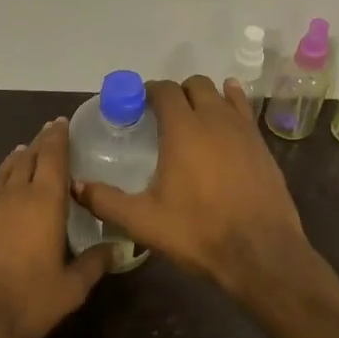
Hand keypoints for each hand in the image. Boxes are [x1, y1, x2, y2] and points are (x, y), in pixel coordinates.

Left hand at [0, 117, 113, 337]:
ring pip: (0, 175)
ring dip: (13, 162)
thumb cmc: (26, 302)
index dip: (57, 138)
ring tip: (20, 154)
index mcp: (44, 203)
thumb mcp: (70, 289)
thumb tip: (118, 248)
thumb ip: (94, 264)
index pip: (53, 157)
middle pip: (26, 159)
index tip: (59, 123)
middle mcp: (12, 195)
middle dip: (37, 144)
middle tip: (45, 135)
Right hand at [73, 76, 309, 296]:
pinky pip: (244, 111)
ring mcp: (243, 130)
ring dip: (204, 98)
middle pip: (195, 85)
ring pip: (222, 94)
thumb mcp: (143, 221)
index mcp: (183, 129)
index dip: (148, 91)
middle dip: (177, 92)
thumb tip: (76, 186)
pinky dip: (231, 105)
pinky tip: (226, 119)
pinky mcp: (262, 145)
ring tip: (193, 117)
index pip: (164, 90)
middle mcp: (214, 119)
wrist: (261, 252)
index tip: (136, 105)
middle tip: (162, 115)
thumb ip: (106, 201)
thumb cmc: (198, 232)